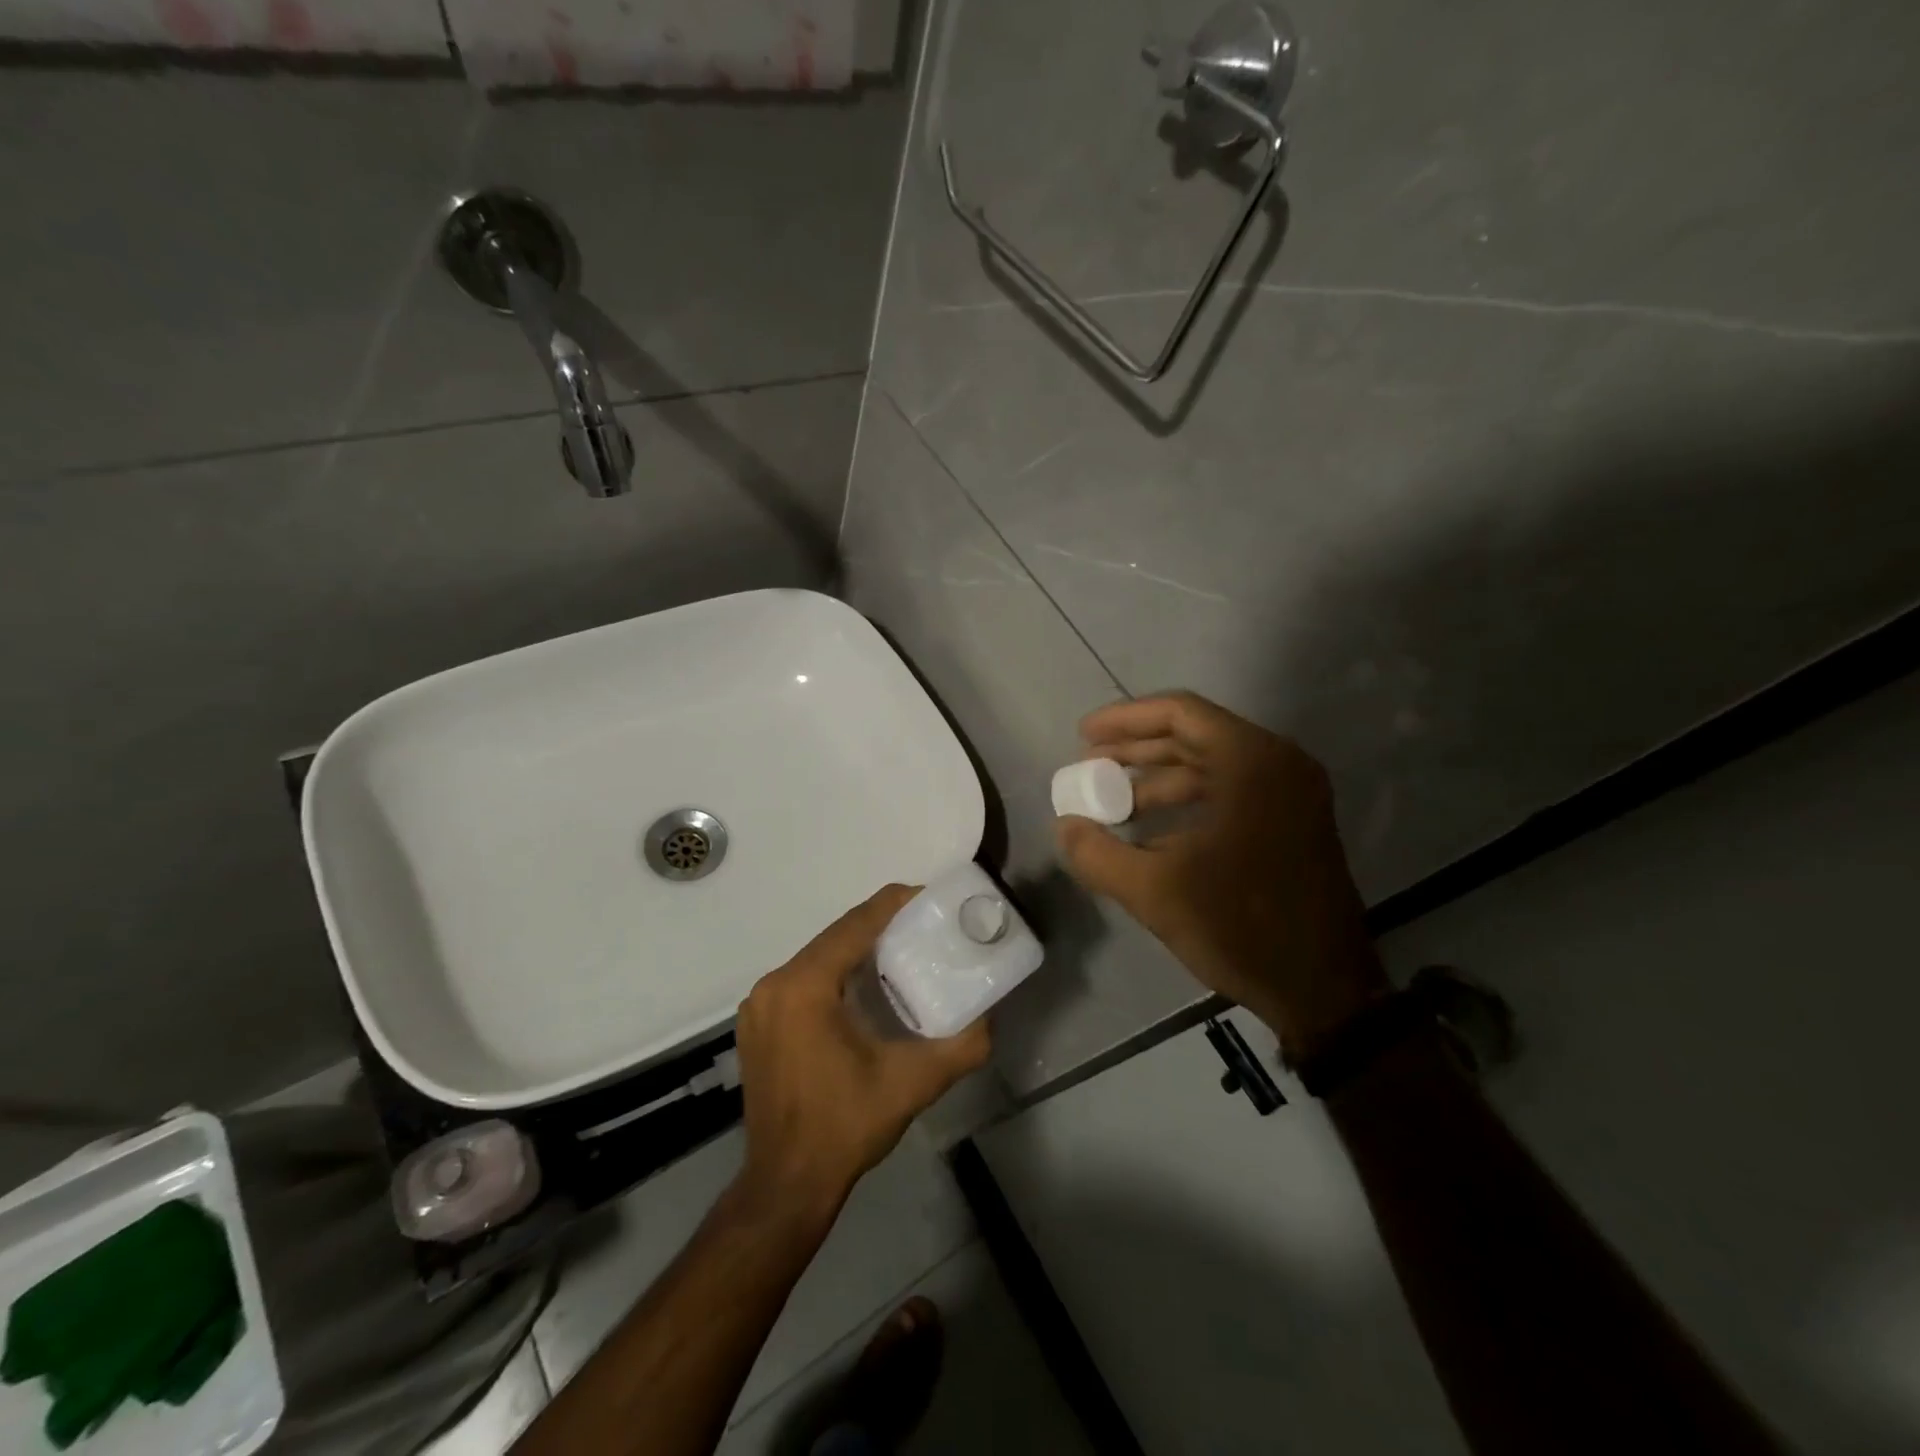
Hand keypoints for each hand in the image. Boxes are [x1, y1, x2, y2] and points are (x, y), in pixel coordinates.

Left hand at [734, 886, 991, 1215]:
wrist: (786, 1185)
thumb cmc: (846, 1127)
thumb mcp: (912, 1084)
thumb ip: (961, 1046)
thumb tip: (990, 1018)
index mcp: (805, 986)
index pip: (855, 924)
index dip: (894, 904)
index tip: (929, 898)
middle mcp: (774, 984)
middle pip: (835, 936)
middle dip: (879, 926)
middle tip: (922, 927)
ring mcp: (759, 1005)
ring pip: (817, 957)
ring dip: (856, 950)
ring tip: (900, 952)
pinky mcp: (757, 1024)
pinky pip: (802, 980)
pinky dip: (833, 973)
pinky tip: (862, 989)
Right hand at [1055, 692, 1387, 1059]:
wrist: (1325, 991)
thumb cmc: (1241, 927)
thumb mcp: (1154, 891)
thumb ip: (1097, 853)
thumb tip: (1066, 826)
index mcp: (1252, 762)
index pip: (1180, 712)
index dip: (1125, 719)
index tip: (1083, 737)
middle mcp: (1278, 764)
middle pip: (1194, 735)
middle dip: (1136, 749)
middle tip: (1088, 765)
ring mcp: (1292, 794)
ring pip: (1211, 766)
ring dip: (1158, 780)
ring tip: (1110, 803)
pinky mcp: (1293, 823)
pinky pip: (1229, 793)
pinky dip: (1186, 803)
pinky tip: (1149, 831)